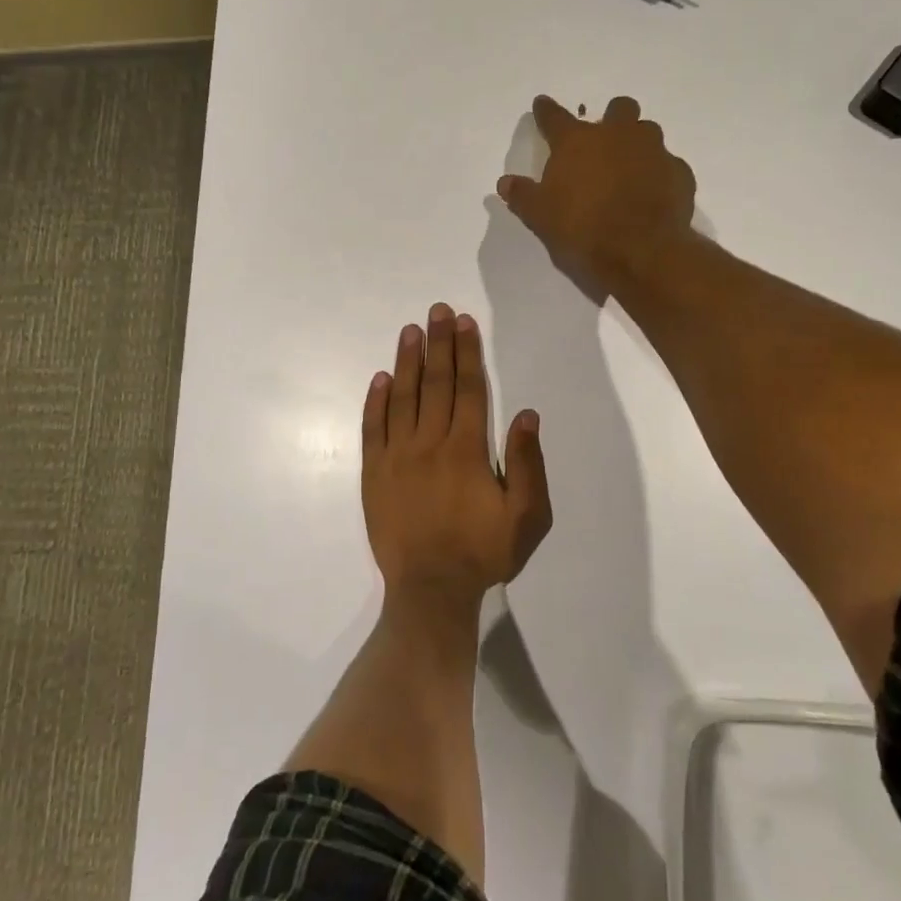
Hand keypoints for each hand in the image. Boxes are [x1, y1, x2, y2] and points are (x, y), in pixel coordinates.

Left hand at [361, 303, 551, 607]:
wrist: (430, 590)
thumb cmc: (483, 553)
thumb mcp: (526, 516)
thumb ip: (527, 463)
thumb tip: (525, 413)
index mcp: (466, 449)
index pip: (468, 389)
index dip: (467, 353)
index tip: (465, 323)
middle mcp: (429, 443)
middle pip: (435, 383)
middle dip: (439, 344)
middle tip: (438, 310)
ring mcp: (396, 457)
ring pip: (402, 398)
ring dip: (407, 361)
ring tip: (411, 330)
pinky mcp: (374, 474)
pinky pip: (372, 429)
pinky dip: (376, 402)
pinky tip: (380, 378)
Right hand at [497, 95, 695, 292]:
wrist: (641, 250)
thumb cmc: (582, 229)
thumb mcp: (541, 217)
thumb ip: (523, 195)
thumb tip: (505, 182)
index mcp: (578, 142)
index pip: (555, 117)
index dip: (546, 111)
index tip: (541, 104)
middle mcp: (618, 135)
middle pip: (618, 108)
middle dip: (611, 118)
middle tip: (603, 142)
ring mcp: (654, 150)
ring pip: (647, 132)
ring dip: (637, 144)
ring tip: (629, 170)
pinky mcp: (679, 172)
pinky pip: (668, 165)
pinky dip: (659, 175)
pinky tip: (652, 194)